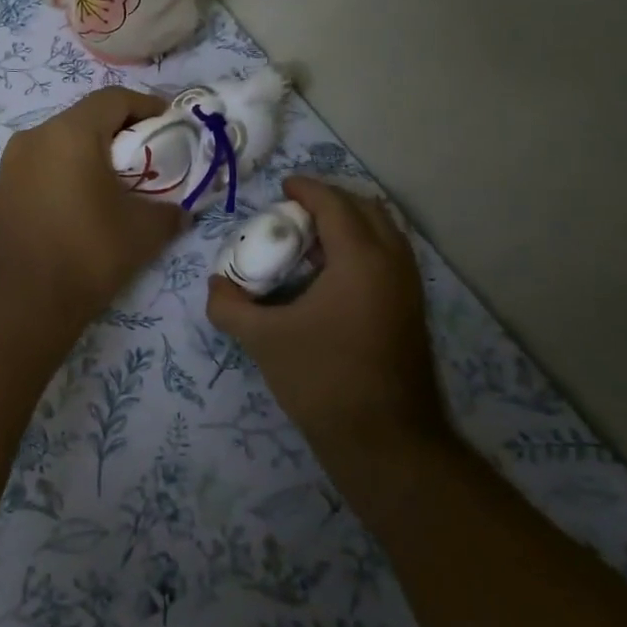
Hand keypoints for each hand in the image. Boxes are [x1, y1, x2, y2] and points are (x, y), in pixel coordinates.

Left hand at [0, 87, 186, 325]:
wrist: (19, 303)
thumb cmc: (87, 254)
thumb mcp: (143, 232)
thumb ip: (170, 211)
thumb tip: (180, 211)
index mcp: (70, 133)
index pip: (114, 99)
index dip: (148, 106)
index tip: (171, 124)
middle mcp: (35, 136)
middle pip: (85, 118)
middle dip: (121, 131)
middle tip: (148, 156)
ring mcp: (11, 163)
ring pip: (61, 142)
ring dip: (92, 154)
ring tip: (118, 183)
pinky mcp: (1, 189)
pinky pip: (43, 165)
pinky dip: (68, 172)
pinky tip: (84, 203)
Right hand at [206, 177, 444, 444]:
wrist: (386, 441)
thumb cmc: (322, 379)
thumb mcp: (263, 340)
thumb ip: (230, 306)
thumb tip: (215, 286)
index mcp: (360, 259)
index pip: (334, 204)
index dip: (306, 189)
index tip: (282, 186)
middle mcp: (393, 263)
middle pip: (367, 209)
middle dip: (331, 201)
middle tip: (294, 212)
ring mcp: (409, 288)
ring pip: (385, 233)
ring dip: (350, 224)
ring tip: (311, 241)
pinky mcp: (412, 311)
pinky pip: (389, 258)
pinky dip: (363, 248)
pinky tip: (331, 277)